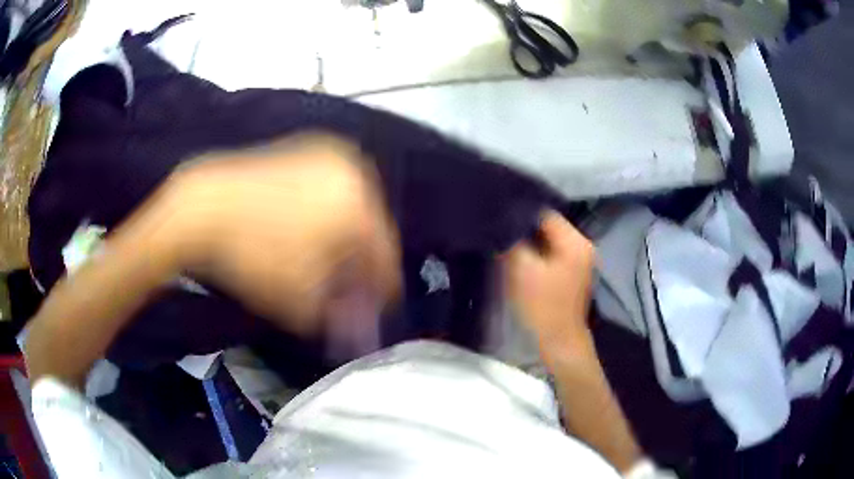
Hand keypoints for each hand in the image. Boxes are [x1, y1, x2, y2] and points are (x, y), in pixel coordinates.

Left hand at [160, 133, 400, 340]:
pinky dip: (325, 215)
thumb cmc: (253, 252)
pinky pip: (328, 190)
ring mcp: (326, 155)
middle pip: (368, 229)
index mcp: (360, 202)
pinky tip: (306, 236)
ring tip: (323, 267)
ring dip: (342, 240)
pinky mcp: (302, 150)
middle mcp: (353, 170)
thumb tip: (360, 330)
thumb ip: (340, 317)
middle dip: (358, 265)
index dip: (379, 290)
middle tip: (343, 292)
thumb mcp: (300, 298)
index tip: (370, 311)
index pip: (385, 255)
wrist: (203, 206)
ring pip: (349, 208)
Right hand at [503, 210, 596, 363]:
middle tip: (500, 230)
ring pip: (549, 240)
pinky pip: (551, 253)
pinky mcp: (572, 272)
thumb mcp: (522, 270)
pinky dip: (537, 253)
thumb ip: (513, 241)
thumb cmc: (542, 306)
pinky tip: (520, 258)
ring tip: (507, 243)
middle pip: (548, 226)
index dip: (521, 214)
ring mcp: (579, 259)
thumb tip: (504, 223)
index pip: (545, 213)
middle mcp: (582, 245)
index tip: (499, 217)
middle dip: (524, 228)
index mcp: (575, 242)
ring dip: (530, 242)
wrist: (559, 341)